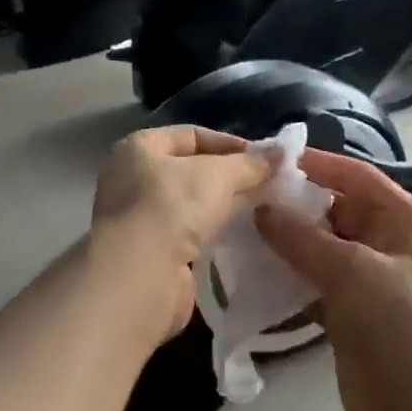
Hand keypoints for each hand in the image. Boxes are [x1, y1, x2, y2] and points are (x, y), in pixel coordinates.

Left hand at [92, 126, 273, 335]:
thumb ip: (250, 163)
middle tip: (265, 185)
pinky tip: (237, 237)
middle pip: (189, 170)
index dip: (229, 143)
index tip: (264, 159)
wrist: (141, 275)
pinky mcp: (149, 253)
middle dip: (228, 177)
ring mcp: (137, 218)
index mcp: (138, 148)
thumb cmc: (173, 207)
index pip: (191, 135)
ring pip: (189, 205)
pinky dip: (210, 234)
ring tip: (257, 210)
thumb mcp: (218, 175)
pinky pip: (186, 234)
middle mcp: (131, 179)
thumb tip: (280, 153)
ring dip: (220, 207)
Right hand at [255, 149, 411, 410]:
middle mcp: (388, 243)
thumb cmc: (396, 324)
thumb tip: (260, 210)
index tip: (269, 159)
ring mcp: (368, 280)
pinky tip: (252, 274)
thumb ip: (301, 238)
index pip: (356, 177)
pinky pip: (314, 282)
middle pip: (336, 211)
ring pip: (321, 249)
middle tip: (243, 198)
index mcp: (404, 221)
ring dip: (286, 244)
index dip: (316, 165)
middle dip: (294, 206)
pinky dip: (288, 278)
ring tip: (239, 232)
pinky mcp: (349, 312)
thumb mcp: (349, 271)